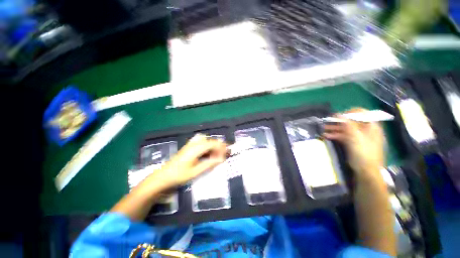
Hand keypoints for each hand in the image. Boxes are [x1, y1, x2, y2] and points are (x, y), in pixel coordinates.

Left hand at [156, 134, 227, 187]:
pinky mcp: (189, 147)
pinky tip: (208, 154)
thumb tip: (221, 159)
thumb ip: (209, 164)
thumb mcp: (196, 172)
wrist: (164, 176)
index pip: (212, 144)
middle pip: (210, 141)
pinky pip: (201, 143)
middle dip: (219, 146)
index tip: (227, 153)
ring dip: (213, 146)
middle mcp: (194, 144)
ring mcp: (191, 145)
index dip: (221, 148)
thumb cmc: (179, 175)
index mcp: (196, 149)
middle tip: (224, 155)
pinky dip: (207, 147)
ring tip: (217, 155)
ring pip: (206, 141)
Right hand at [323, 108, 384, 178]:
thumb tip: (339, 114)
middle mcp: (366, 130)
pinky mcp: (353, 143)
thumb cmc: (364, 153)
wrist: (366, 171)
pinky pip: (344, 136)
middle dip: (339, 121)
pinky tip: (327, 136)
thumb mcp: (356, 137)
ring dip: (335, 128)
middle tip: (327, 122)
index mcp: (371, 126)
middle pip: (351, 121)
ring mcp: (359, 137)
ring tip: (324, 129)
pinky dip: (336, 135)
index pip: (361, 113)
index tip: (339, 116)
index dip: (350, 112)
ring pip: (346, 129)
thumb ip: (348, 125)